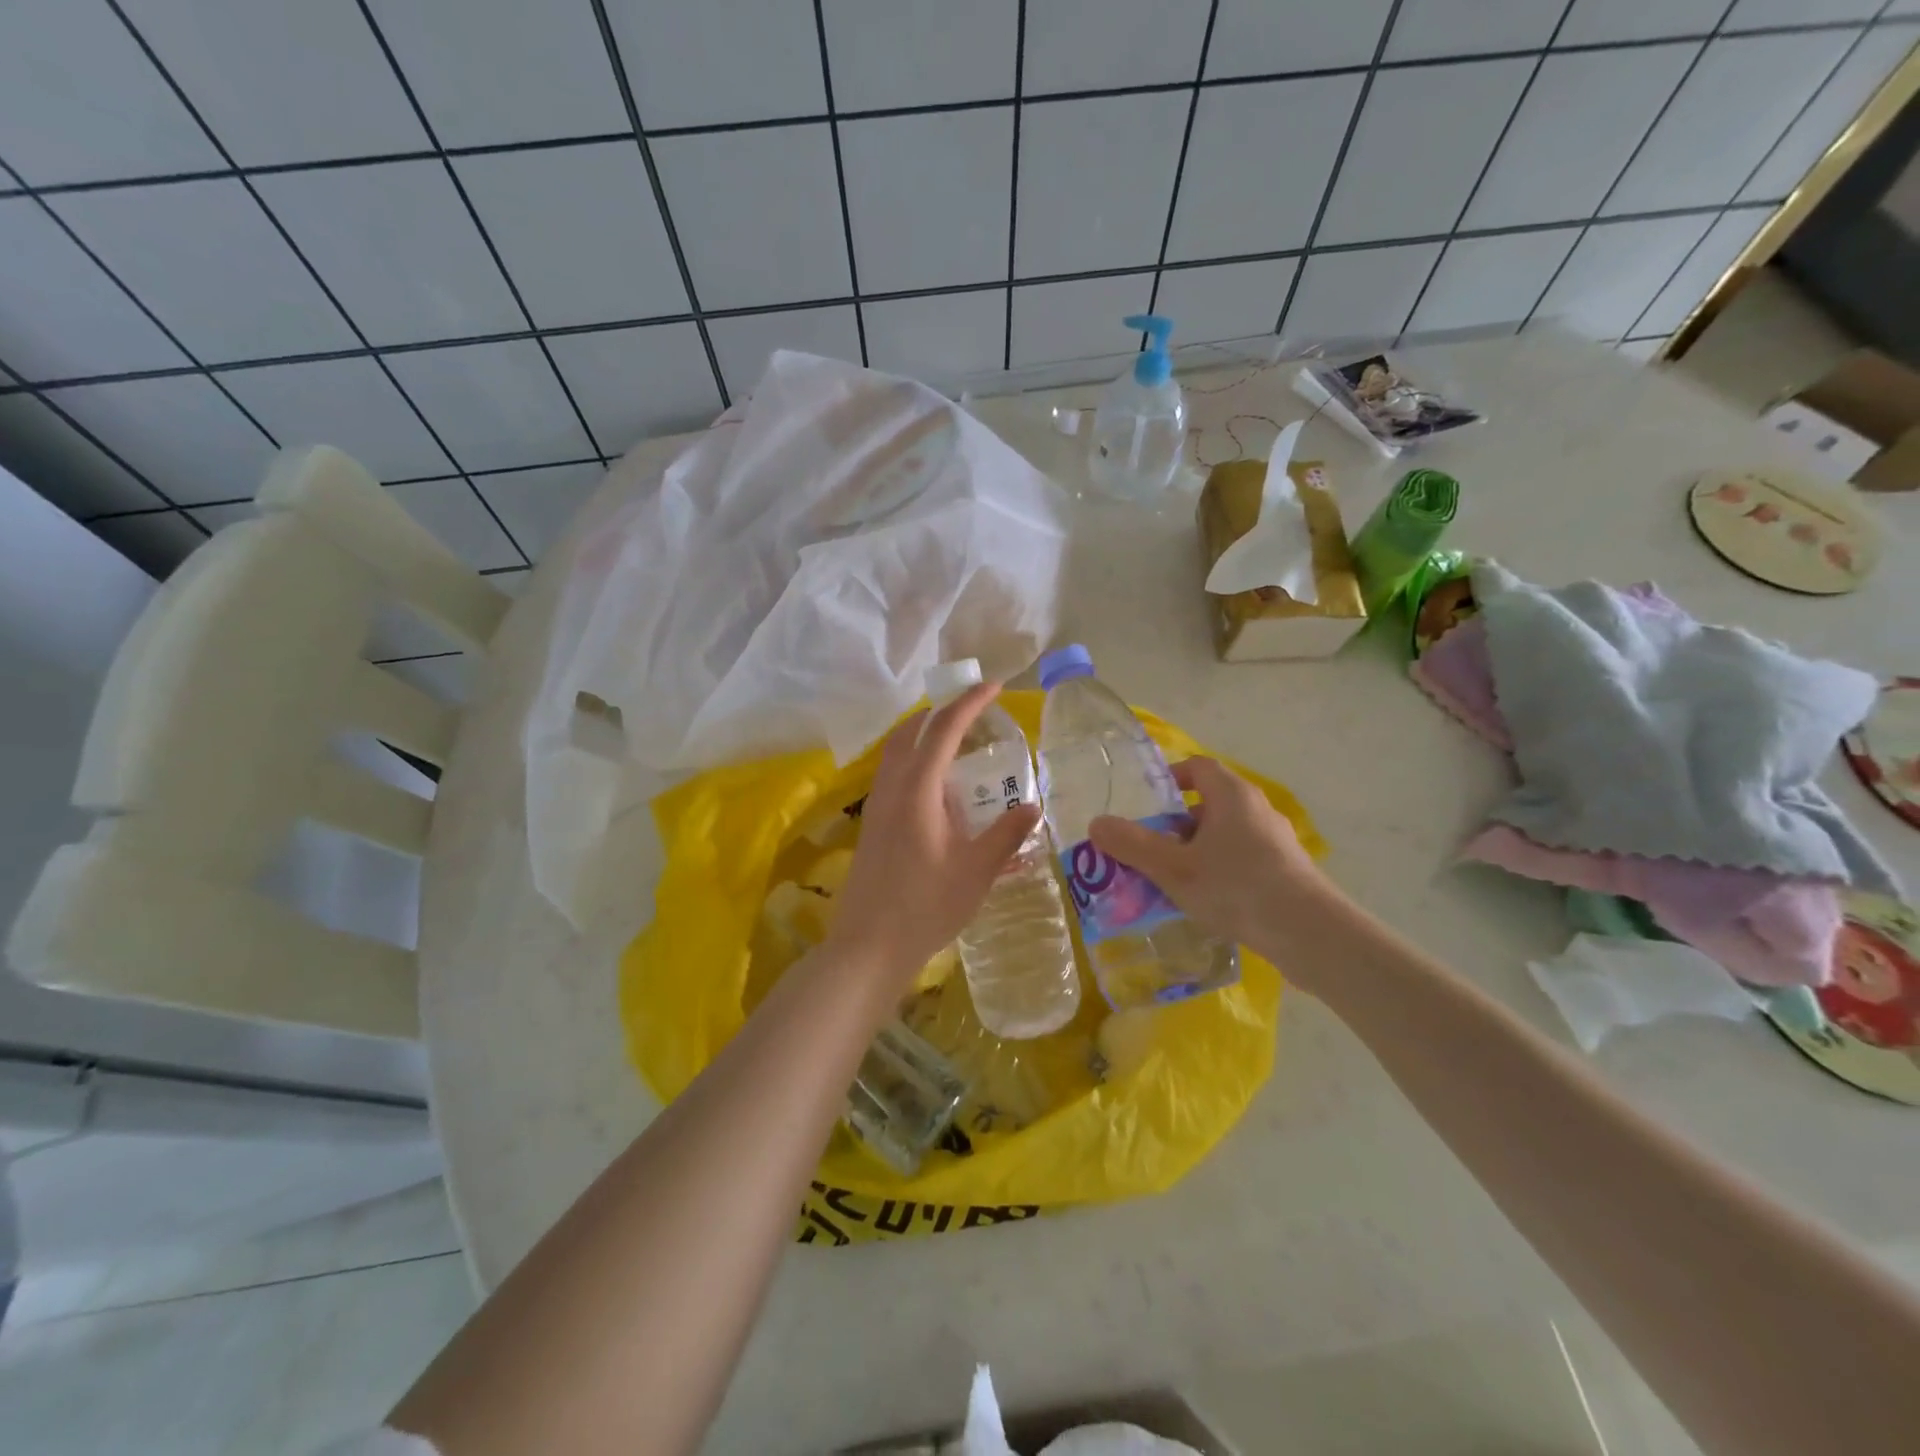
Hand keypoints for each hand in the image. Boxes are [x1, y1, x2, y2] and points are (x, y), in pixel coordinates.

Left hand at [827, 684, 1040, 995]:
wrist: (868, 947)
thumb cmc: (925, 907)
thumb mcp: (976, 871)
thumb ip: (1006, 834)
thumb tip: (1032, 806)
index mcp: (917, 790)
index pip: (944, 729)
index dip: (970, 703)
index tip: (995, 685)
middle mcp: (892, 788)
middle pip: (912, 731)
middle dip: (943, 712)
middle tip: (976, 712)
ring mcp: (877, 806)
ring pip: (898, 752)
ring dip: (926, 735)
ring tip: (960, 744)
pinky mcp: (873, 824)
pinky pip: (894, 774)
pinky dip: (917, 761)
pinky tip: (940, 790)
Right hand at [1089, 757, 1341, 990]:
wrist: (1308, 933)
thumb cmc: (1236, 887)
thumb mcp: (1173, 867)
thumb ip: (1132, 844)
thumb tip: (1096, 824)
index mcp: (1231, 795)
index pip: (1198, 767)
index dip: (1170, 779)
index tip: (1147, 805)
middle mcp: (1257, 809)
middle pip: (1209, 803)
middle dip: (1176, 824)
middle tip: (1150, 848)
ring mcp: (1275, 840)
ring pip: (1225, 835)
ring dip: (1197, 851)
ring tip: (1173, 880)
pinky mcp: (1286, 871)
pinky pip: (1243, 859)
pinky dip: (1220, 870)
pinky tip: (1207, 902)